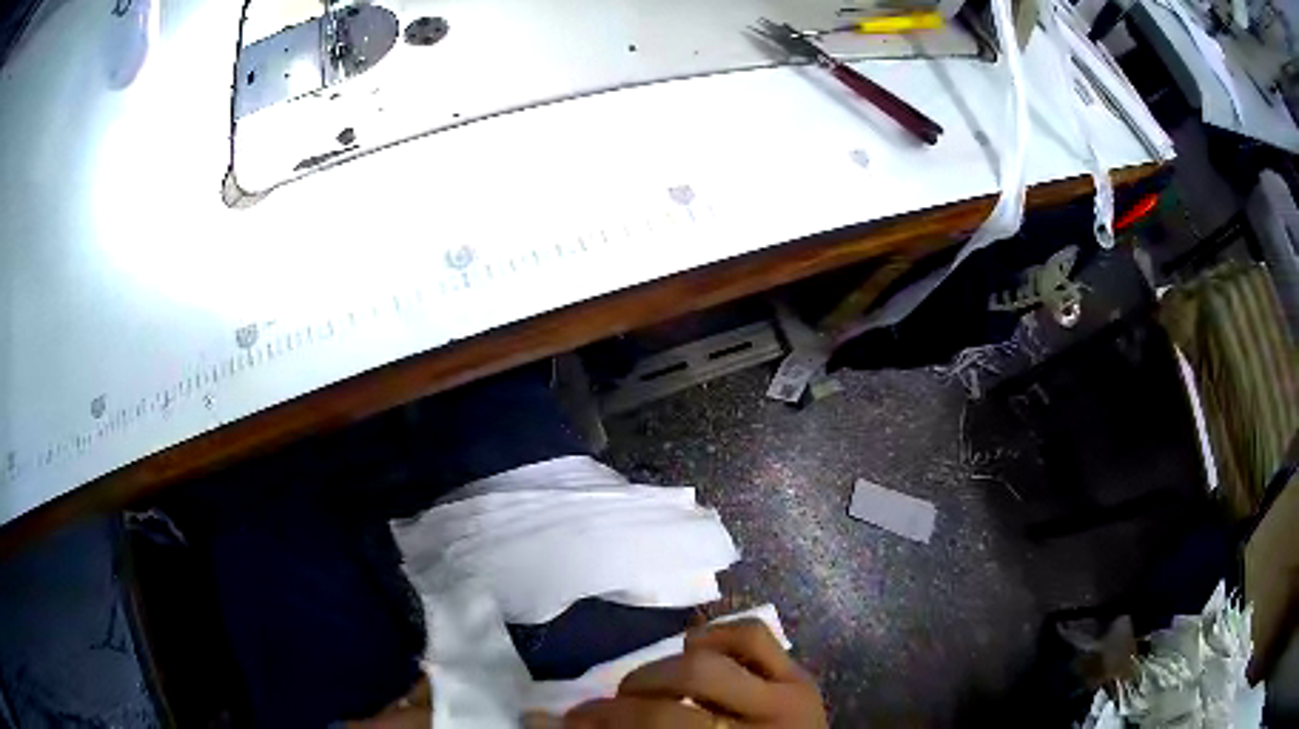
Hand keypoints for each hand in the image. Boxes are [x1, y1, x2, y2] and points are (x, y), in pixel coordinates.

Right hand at [564, 619, 826, 727]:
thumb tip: (540, 720)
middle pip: (672, 704)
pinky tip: (694, 653)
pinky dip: (715, 636)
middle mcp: (759, 727)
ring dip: (659, 672)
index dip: (600, 725)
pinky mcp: (801, 676)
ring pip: (707, 665)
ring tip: (645, 687)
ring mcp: (786, 698)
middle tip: (600, 710)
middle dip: (622, 704)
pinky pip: (754, 636)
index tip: (561, 722)